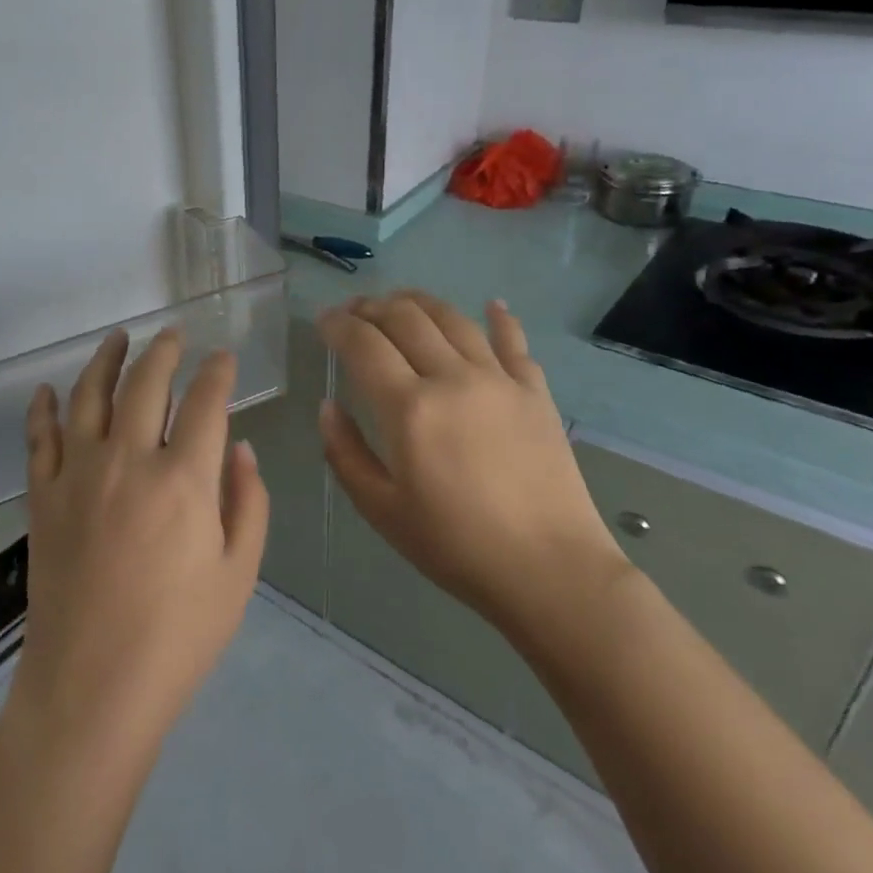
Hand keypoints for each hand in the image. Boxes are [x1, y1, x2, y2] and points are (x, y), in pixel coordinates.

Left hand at [15, 328, 268, 752]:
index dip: (218, 373)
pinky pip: (38, 438)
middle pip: (145, 383)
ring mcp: (78, 474)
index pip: (205, 402)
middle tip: (173, 333)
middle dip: (164, 350)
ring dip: (105, 359)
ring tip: (118, 337)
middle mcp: (128, 460)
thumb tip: (240, 447)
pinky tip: (47, 391)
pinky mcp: (42, 496)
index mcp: (183, 479)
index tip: (224, 357)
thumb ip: (246, 501)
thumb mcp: (237, 574)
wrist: (91, 687)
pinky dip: (42, 409)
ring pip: (89, 395)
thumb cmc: (178, 637)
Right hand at [317, 292, 631, 661]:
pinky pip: (514, 342)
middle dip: (371, 307)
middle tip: (354, 311)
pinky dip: (499, 318)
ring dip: (419, 302)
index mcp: (408, 408)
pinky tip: (491, 305)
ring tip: (400, 301)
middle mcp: (452, 378)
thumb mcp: (381, 510)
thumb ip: (345, 453)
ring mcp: (499, 380)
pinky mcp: (535, 392)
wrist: (549, 570)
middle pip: (405, 319)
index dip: (337, 325)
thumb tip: (328, 407)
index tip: (323, 321)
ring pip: (453, 319)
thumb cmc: (455, 546)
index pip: (363, 344)